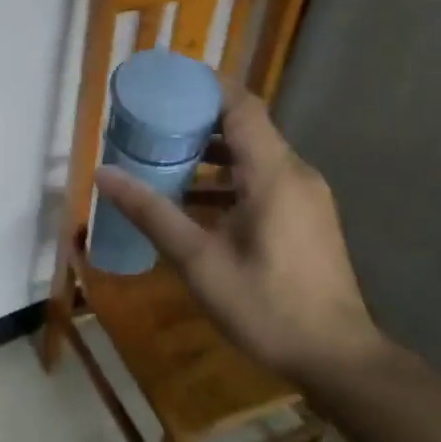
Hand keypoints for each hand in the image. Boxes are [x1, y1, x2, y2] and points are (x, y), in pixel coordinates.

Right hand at [93, 93, 382, 385]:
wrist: (337, 359)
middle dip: (196, 120)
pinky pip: (262, 179)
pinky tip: (192, 203)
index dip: (205, 86)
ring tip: (162, 160)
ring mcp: (305, 196)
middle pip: (245, 126)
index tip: (165, 82)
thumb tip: (103, 175)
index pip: (241, 106)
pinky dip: (226, 179)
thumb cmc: (266, 305)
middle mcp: (295, 174)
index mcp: (273, 173)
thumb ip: (151, 212)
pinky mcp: (306, 217)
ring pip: (253, 155)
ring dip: (209, 153)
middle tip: (151, 123)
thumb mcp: (198, 260)